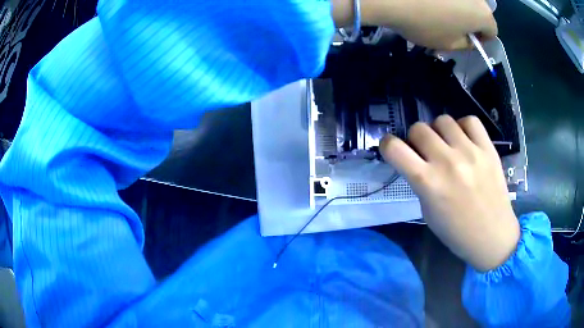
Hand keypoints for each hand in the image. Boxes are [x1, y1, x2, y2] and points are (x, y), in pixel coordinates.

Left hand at [332, 0, 497, 49]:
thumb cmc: (425, 24)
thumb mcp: (449, 44)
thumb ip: (466, 43)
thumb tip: (470, 38)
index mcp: (483, 15)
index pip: (492, 31)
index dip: (482, 39)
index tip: (468, 40)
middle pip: (479, 12)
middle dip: (470, 20)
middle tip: (452, 25)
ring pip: (465, 0)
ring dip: (458, 6)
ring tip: (438, 10)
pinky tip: (429, 1)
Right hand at [380, 115, 519, 271]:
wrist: (492, 236)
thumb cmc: (456, 232)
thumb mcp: (428, 212)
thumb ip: (420, 182)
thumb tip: (416, 160)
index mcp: (428, 183)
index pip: (394, 148)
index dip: (388, 145)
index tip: (393, 149)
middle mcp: (447, 162)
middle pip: (418, 128)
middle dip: (415, 139)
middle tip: (425, 152)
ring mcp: (470, 152)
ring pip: (442, 120)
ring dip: (438, 132)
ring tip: (447, 145)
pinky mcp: (487, 148)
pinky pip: (470, 121)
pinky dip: (462, 127)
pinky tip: (464, 140)